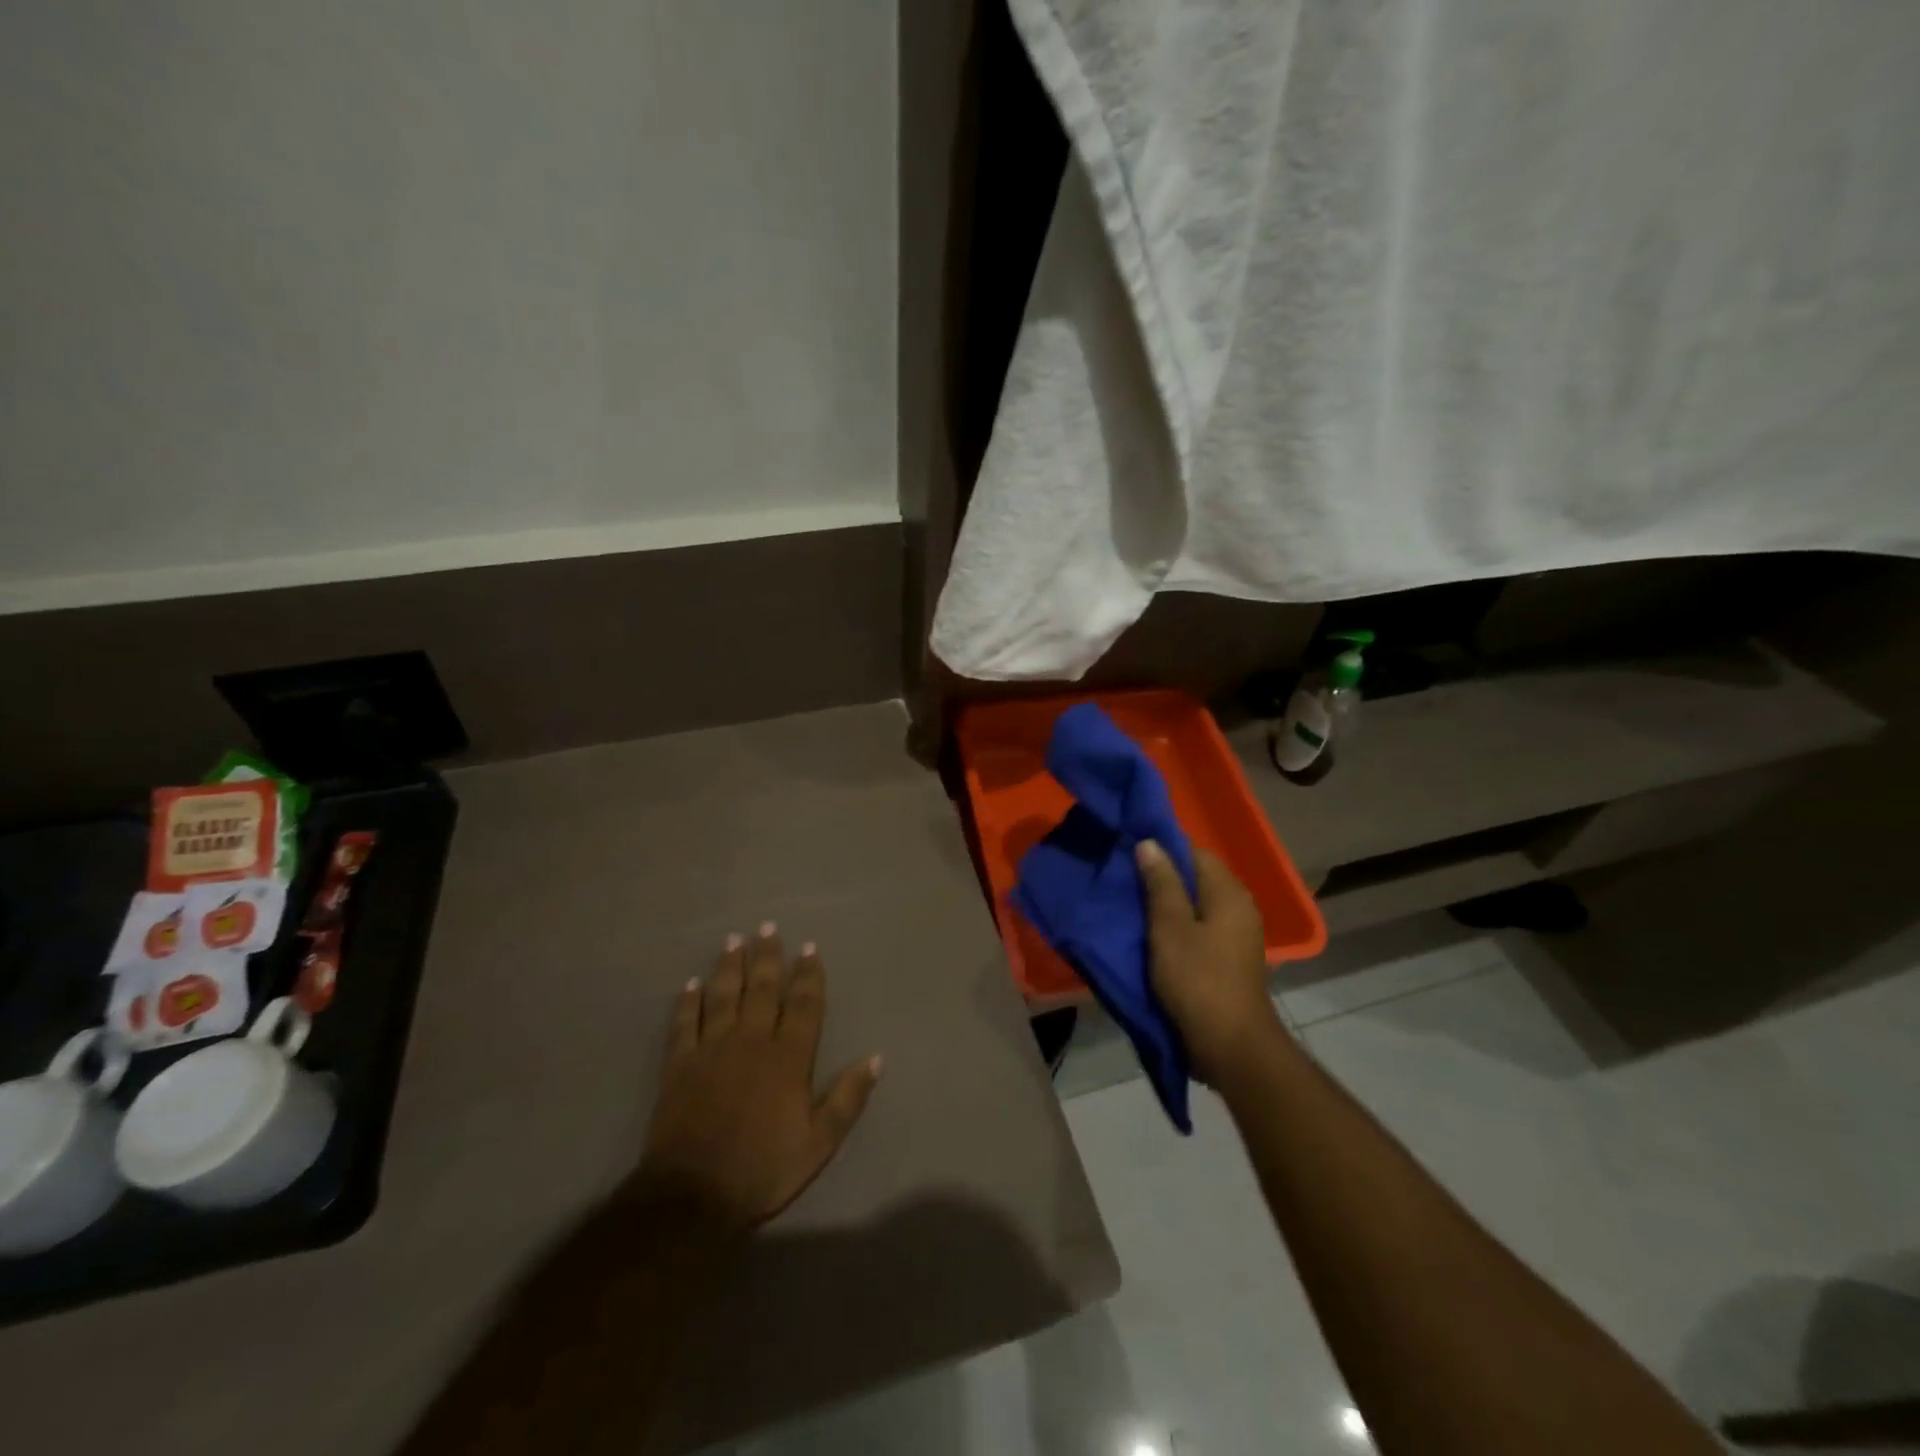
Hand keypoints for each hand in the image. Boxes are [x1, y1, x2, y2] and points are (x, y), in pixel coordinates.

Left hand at [636, 925, 881, 1233]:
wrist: (692, 1197)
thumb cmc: (762, 1169)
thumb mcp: (819, 1143)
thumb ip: (847, 1098)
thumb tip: (876, 1058)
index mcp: (788, 1058)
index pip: (803, 1005)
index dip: (808, 974)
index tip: (809, 947)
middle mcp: (752, 1041)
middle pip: (762, 989)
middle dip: (768, 956)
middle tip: (768, 926)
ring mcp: (712, 1050)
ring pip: (724, 996)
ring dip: (730, 966)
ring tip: (734, 939)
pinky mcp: (679, 1065)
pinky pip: (685, 1023)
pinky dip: (688, 1001)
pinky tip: (691, 984)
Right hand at [1136, 841, 1287, 1085]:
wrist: (1231, 1046)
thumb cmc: (1198, 980)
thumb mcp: (1169, 927)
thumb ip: (1160, 883)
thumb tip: (1150, 843)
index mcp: (1228, 893)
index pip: (1195, 852)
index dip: (1162, 851)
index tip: (1130, 856)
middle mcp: (1239, 908)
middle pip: (1196, 880)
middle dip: (1161, 880)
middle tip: (1124, 884)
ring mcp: (1237, 936)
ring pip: (1196, 907)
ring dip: (1166, 908)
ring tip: (1131, 911)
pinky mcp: (1229, 961)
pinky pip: (1199, 931)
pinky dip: (1177, 930)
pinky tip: (1152, 939)